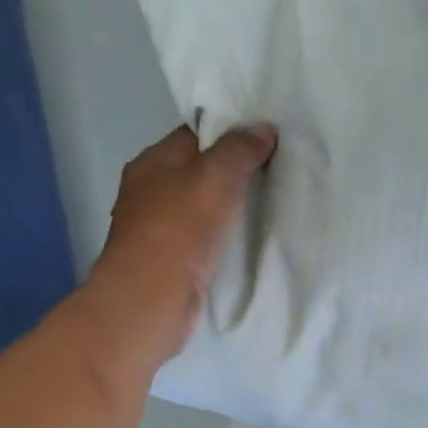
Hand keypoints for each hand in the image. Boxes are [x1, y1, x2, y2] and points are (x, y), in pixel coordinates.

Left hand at [89, 123, 277, 363]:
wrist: (153, 297)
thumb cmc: (180, 226)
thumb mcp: (215, 175)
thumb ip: (240, 149)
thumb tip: (264, 129)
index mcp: (153, 161)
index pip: (195, 134)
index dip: (230, 131)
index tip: (266, 136)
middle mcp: (150, 191)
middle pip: (199, 170)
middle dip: (233, 169)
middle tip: (276, 167)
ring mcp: (159, 228)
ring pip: (202, 205)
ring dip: (230, 204)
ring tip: (271, 199)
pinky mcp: (171, 260)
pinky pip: (204, 236)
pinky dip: (224, 234)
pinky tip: (250, 236)